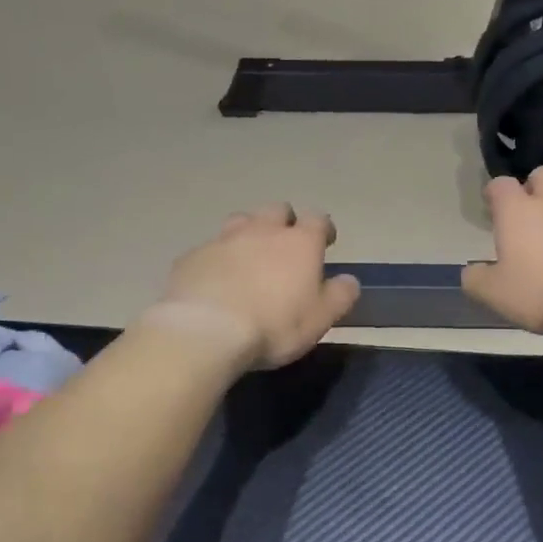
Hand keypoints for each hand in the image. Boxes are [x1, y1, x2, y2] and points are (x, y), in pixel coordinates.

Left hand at [155, 203, 361, 369]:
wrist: (206, 330)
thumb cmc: (274, 325)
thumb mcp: (320, 319)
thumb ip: (339, 296)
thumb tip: (349, 280)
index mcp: (299, 242)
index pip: (318, 220)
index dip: (324, 229)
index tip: (326, 241)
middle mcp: (262, 230)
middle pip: (277, 210)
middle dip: (284, 222)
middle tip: (286, 245)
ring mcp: (224, 239)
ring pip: (241, 222)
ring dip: (249, 233)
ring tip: (249, 257)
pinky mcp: (193, 256)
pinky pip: (211, 249)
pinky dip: (218, 258)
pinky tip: (216, 280)